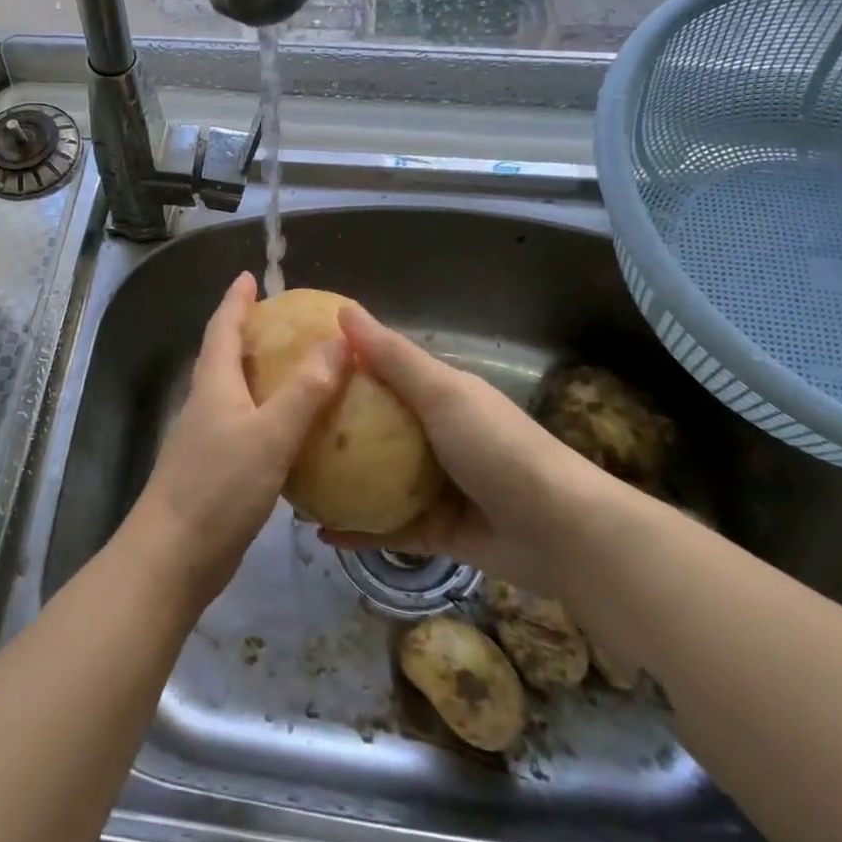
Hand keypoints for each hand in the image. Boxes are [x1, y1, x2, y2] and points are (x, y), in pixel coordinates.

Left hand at [121, 273, 347, 607]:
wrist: (173, 556)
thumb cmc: (219, 486)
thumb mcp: (270, 433)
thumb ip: (306, 390)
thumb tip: (340, 341)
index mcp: (214, 384)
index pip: (223, 327)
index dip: (236, 300)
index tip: (249, 276)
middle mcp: (206, 404)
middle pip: (225, 356)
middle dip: (249, 332)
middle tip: (285, 320)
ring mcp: (208, 439)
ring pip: (235, 392)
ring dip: (260, 374)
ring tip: (298, 368)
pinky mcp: (216, 471)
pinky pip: (246, 427)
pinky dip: (268, 415)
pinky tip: (295, 431)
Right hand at [319, 305, 618, 596]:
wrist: (560, 531)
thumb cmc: (497, 447)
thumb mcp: (442, 393)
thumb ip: (392, 357)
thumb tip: (343, 309)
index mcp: (437, 397)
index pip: (382, 372)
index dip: (343, 365)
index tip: (294, 362)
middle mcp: (432, 437)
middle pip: (372, 427)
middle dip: (332, 428)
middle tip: (281, 427)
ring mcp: (433, 487)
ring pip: (374, 480)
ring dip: (339, 481)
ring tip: (291, 479)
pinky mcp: (434, 531)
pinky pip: (385, 528)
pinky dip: (356, 530)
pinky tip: (318, 532)